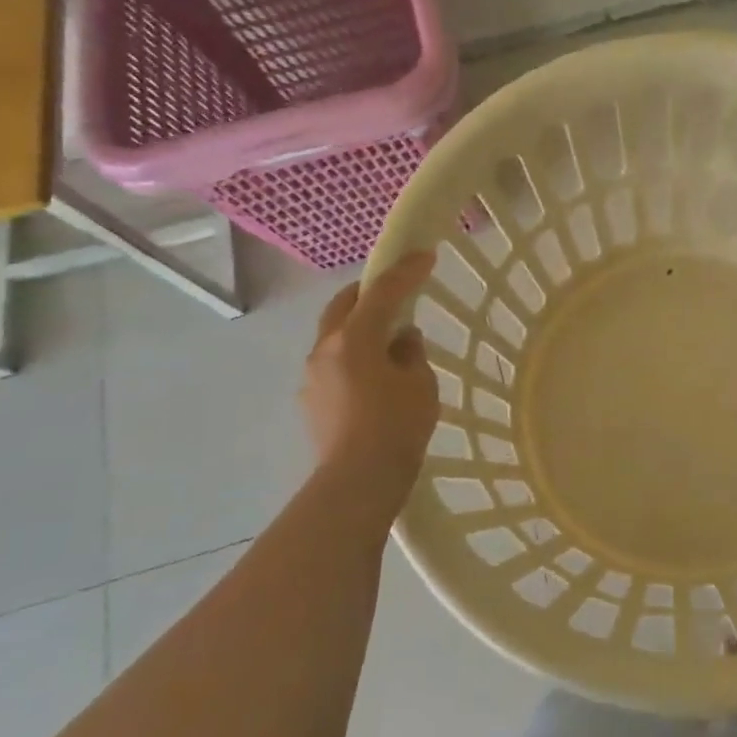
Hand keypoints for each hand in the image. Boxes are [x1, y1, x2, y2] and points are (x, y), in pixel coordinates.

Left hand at [300, 251, 439, 490]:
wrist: (357, 481)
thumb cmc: (396, 426)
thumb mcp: (419, 384)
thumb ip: (410, 353)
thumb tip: (401, 340)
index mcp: (354, 338)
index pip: (382, 292)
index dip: (406, 271)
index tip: (425, 255)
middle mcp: (326, 348)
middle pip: (345, 304)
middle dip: (370, 291)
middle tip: (396, 289)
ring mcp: (313, 375)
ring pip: (335, 334)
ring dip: (359, 325)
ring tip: (388, 338)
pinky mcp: (311, 399)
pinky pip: (334, 362)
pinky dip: (353, 354)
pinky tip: (373, 373)